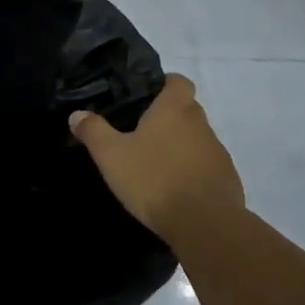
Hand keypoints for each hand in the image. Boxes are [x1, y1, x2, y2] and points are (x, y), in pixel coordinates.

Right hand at [70, 74, 243, 241]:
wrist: (204, 224)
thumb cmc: (154, 179)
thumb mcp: (111, 155)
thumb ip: (93, 131)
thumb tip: (77, 114)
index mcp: (174, 109)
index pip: (178, 81)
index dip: (164, 84)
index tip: (146, 96)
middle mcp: (201, 123)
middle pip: (187, 109)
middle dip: (167, 117)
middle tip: (141, 133)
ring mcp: (218, 151)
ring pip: (197, 138)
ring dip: (180, 146)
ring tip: (155, 164)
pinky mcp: (227, 178)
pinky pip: (206, 165)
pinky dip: (192, 171)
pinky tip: (174, 189)